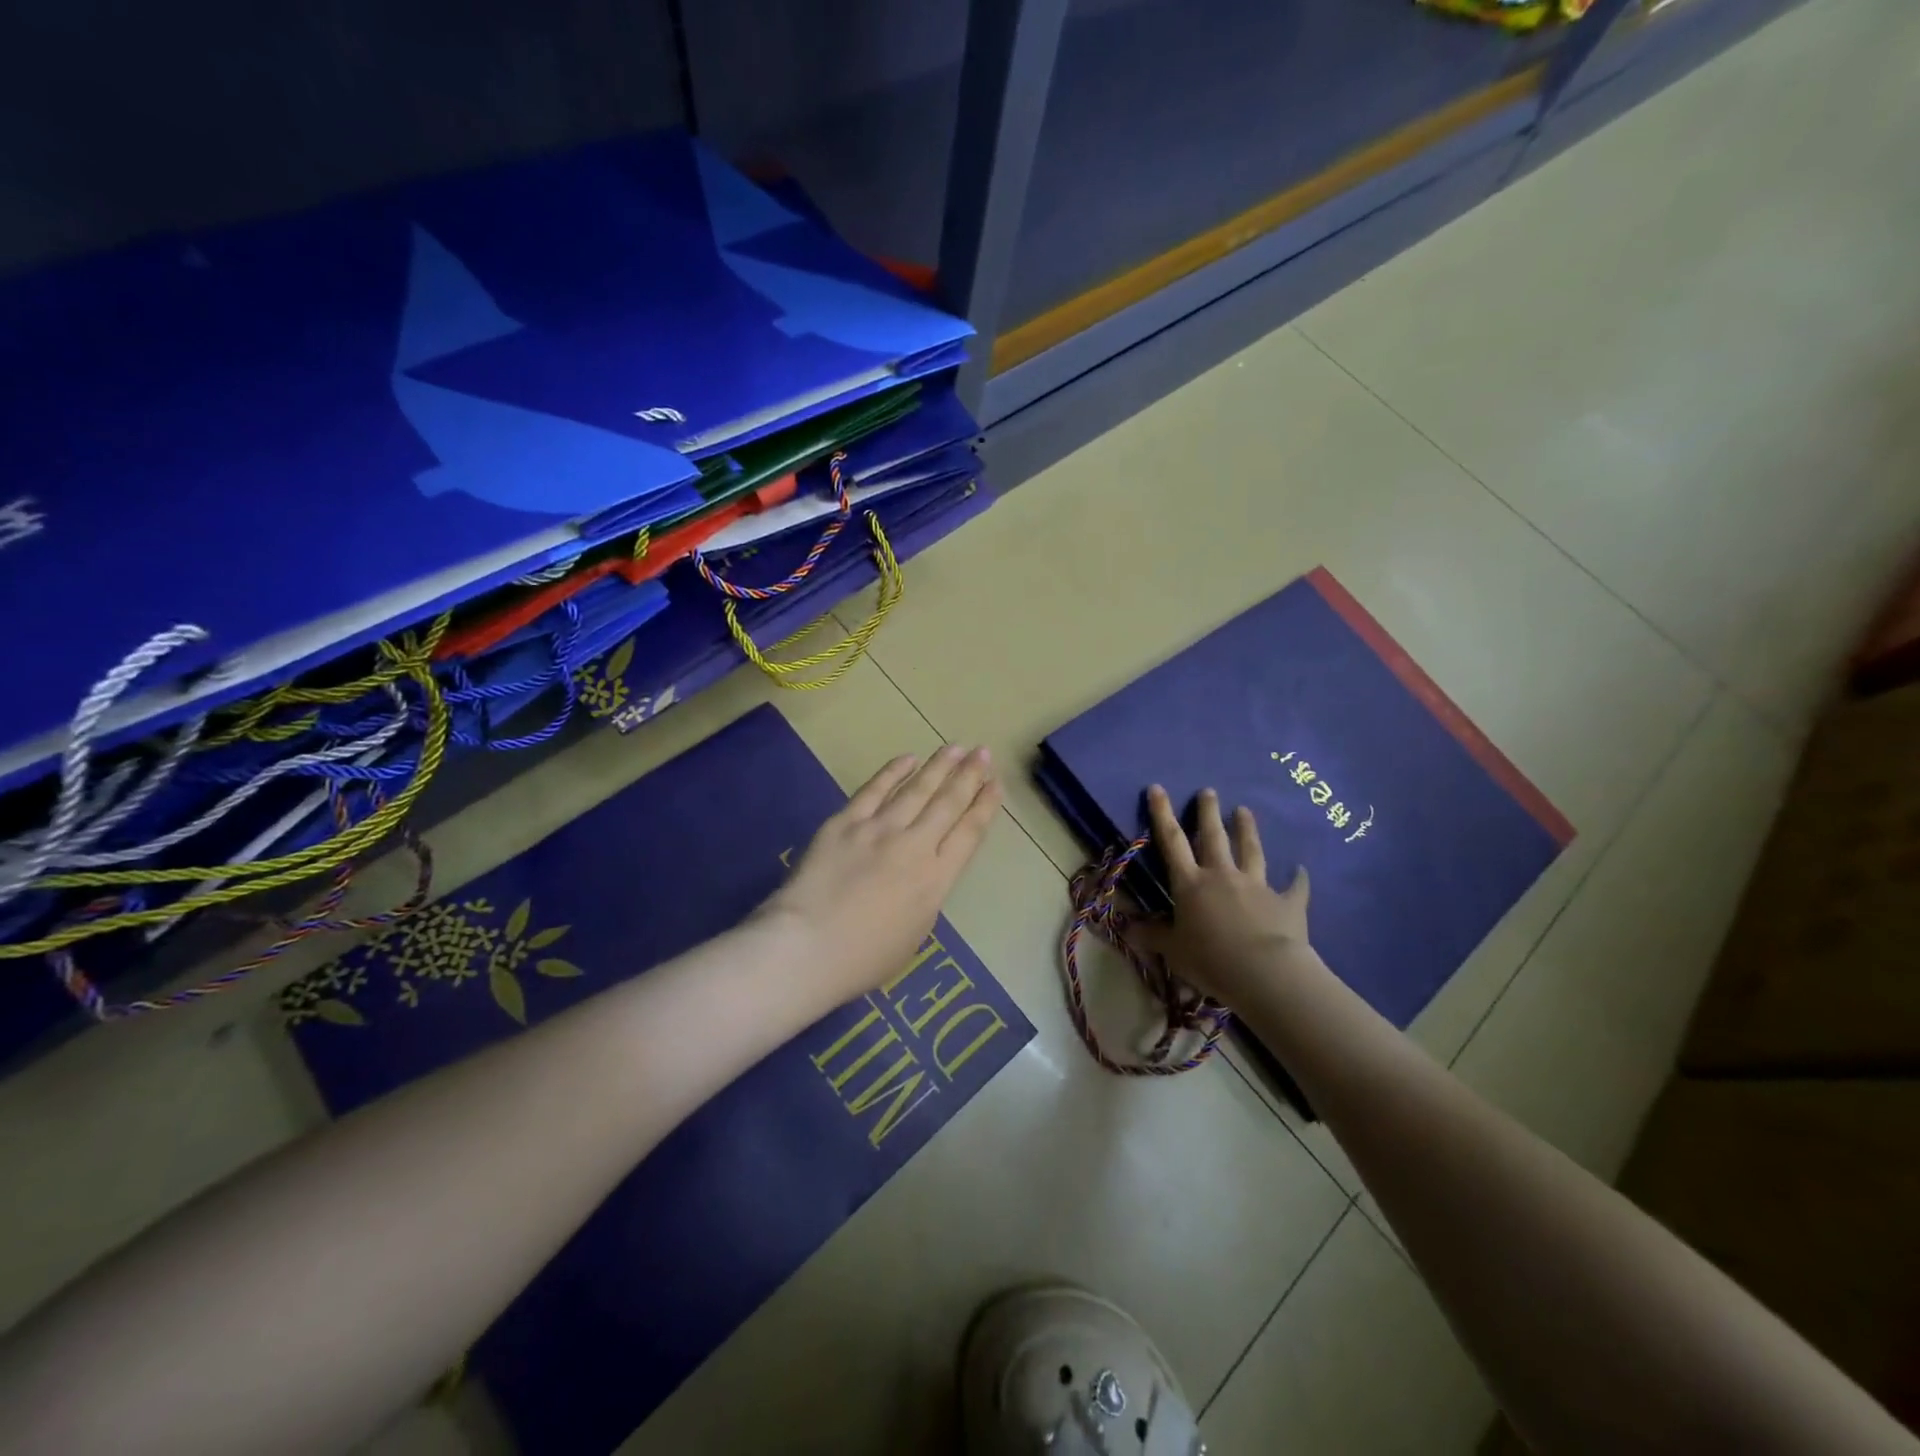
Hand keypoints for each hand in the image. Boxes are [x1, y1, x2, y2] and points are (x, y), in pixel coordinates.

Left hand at [756, 746, 1000, 1008]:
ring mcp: (878, 830)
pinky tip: (908, 758)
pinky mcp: (845, 822)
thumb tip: (927, 873)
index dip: (984, 806)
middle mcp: (915, 846)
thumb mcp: (915, 934)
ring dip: (939, 766)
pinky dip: (893, 772)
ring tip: (956, 747)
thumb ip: (926, 896)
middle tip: (982, 752)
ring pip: (917, 789)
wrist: (806, 946)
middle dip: (969, 775)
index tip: (995, 785)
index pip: (969, 833)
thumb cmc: (863, 959)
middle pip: (947, 803)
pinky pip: (874, 790)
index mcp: (936, 880)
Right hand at [1137, 785, 1313, 1008]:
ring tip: (1245, 810)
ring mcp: (1257, 886)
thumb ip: (1151, 935)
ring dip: (1247, 830)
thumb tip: (1125, 925)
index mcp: (1191, 884)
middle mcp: (1222, 876)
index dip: (1162, 814)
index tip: (1157, 788)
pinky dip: (1298, 879)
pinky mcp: (1287, 903)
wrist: (1265, 973)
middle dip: (1209, 812)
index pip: (1172, 842)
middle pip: (1214, 837)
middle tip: (1209, 791)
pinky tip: (1301, 870)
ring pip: (1251, 851)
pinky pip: (1294, 888)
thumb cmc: (1210, 960)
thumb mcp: (1172, 950)